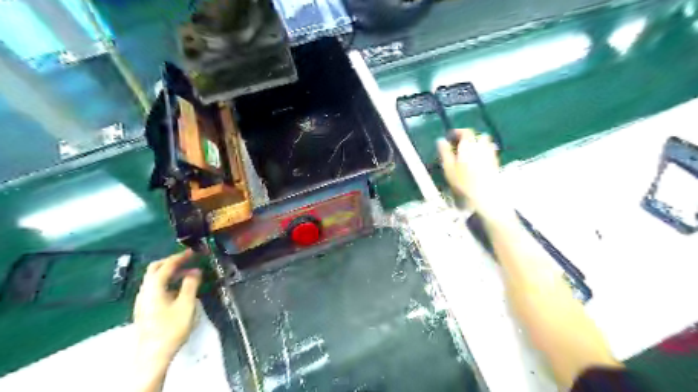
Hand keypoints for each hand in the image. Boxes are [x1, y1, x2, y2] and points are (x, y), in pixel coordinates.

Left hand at [133, 250, 200, 363]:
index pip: (167, 265)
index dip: (181, 256)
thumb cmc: (171, 328)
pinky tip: (179, 288)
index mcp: (153, 287)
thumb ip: (190, 285)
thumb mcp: (186, 304)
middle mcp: (145, 291)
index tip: (194, 251)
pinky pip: (156, 287)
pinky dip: (168, 281)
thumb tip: (195, 271)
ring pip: (155, 278)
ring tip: (189, 273)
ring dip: (171, 272)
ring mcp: (143, 300)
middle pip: (156, 269)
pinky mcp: (145, 308)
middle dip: (172, 261)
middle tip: (189, 259)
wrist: (152, 355)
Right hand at [434, 129, 510, 219]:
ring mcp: (491, 155)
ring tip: (469, 155)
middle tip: (459, 146)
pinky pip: (490, 153)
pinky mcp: (496, 164)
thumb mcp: (449, 168)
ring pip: (486, 144)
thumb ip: (445, 153)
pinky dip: (483, 154)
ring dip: (478, 145)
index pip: (465, 132)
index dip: (457, 132)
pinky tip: (477, 164)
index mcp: (469, 145)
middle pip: (478, 136)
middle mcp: (482, 147)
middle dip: (469, 138)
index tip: (450, 138)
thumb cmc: (463, 183)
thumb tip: (441, 140)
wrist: (486, 197)